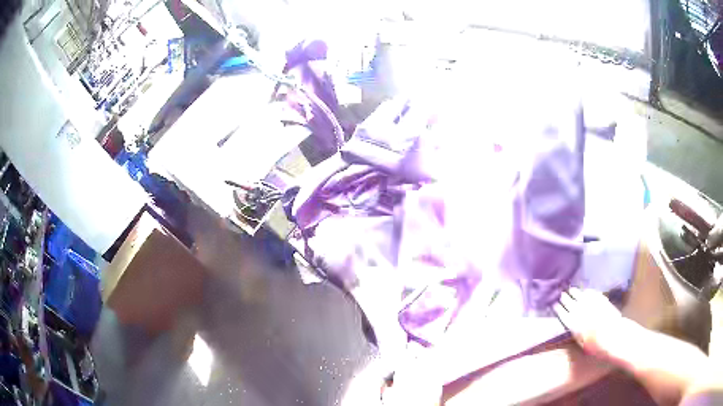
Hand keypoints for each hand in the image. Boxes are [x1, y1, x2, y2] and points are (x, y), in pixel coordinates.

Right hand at [553, 287, 624, 360]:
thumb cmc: (596, 345)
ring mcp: (590, 303)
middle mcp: (579, 311)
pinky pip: (591, 293)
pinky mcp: (600, 299)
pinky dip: (586, 292)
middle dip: (565, 298)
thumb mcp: (581, 343)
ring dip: (574, 292)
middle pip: (570, 302)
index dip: (558, 309)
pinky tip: (585, 291)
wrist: (613, 335)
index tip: (555, 305)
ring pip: (579, 295)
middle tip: (562, 295)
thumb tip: (572, 327)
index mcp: (573, 323)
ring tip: (571, 290)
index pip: (563, 313)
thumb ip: (575, 333)